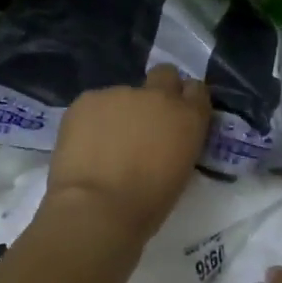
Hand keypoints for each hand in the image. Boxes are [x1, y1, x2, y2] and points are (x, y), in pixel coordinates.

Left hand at [45, 64, 211, 241]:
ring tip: (104, 144)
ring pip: (123, 94)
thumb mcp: (179, 171)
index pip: (197, 90)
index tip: (176, 116)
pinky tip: (84, 145)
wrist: (98, 208)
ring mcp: (121, 93)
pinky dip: (92, 120)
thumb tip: (163, 139)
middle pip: (165, 74)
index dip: (186, 100)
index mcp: (189, 117)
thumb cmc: (147, 204)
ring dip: (119, 112)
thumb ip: (177, 143)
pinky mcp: (88, 99)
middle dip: (158, 90)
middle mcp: (159, 96)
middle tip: (143, 120)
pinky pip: (94, 104)